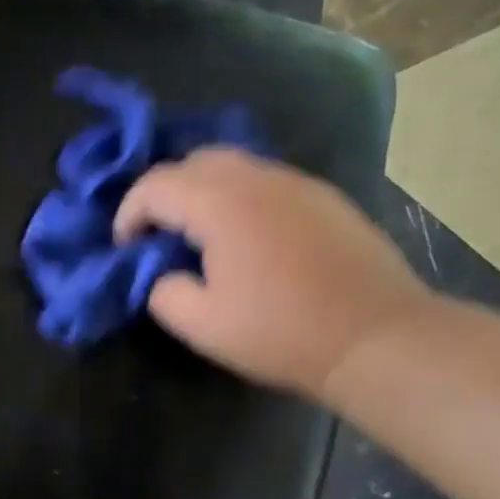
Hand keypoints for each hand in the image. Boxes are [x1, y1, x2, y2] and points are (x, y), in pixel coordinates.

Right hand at [115, 148, 436, 398]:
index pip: (156, 185)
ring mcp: (297, 183)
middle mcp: (258, 178)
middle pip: (195, 161)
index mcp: (220, 203)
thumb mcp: (202, 325)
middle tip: (159, 236)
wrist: (374, 337)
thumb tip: (162, 275)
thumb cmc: (280, 332)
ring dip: (204, 193)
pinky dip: (241, 199)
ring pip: (235, 167)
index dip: (129, 213)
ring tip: (200, 237)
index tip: (125, 248)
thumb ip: (163, 292)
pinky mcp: (325, 199)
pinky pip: (267, 183)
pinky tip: (248, 240)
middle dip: (165, 193)